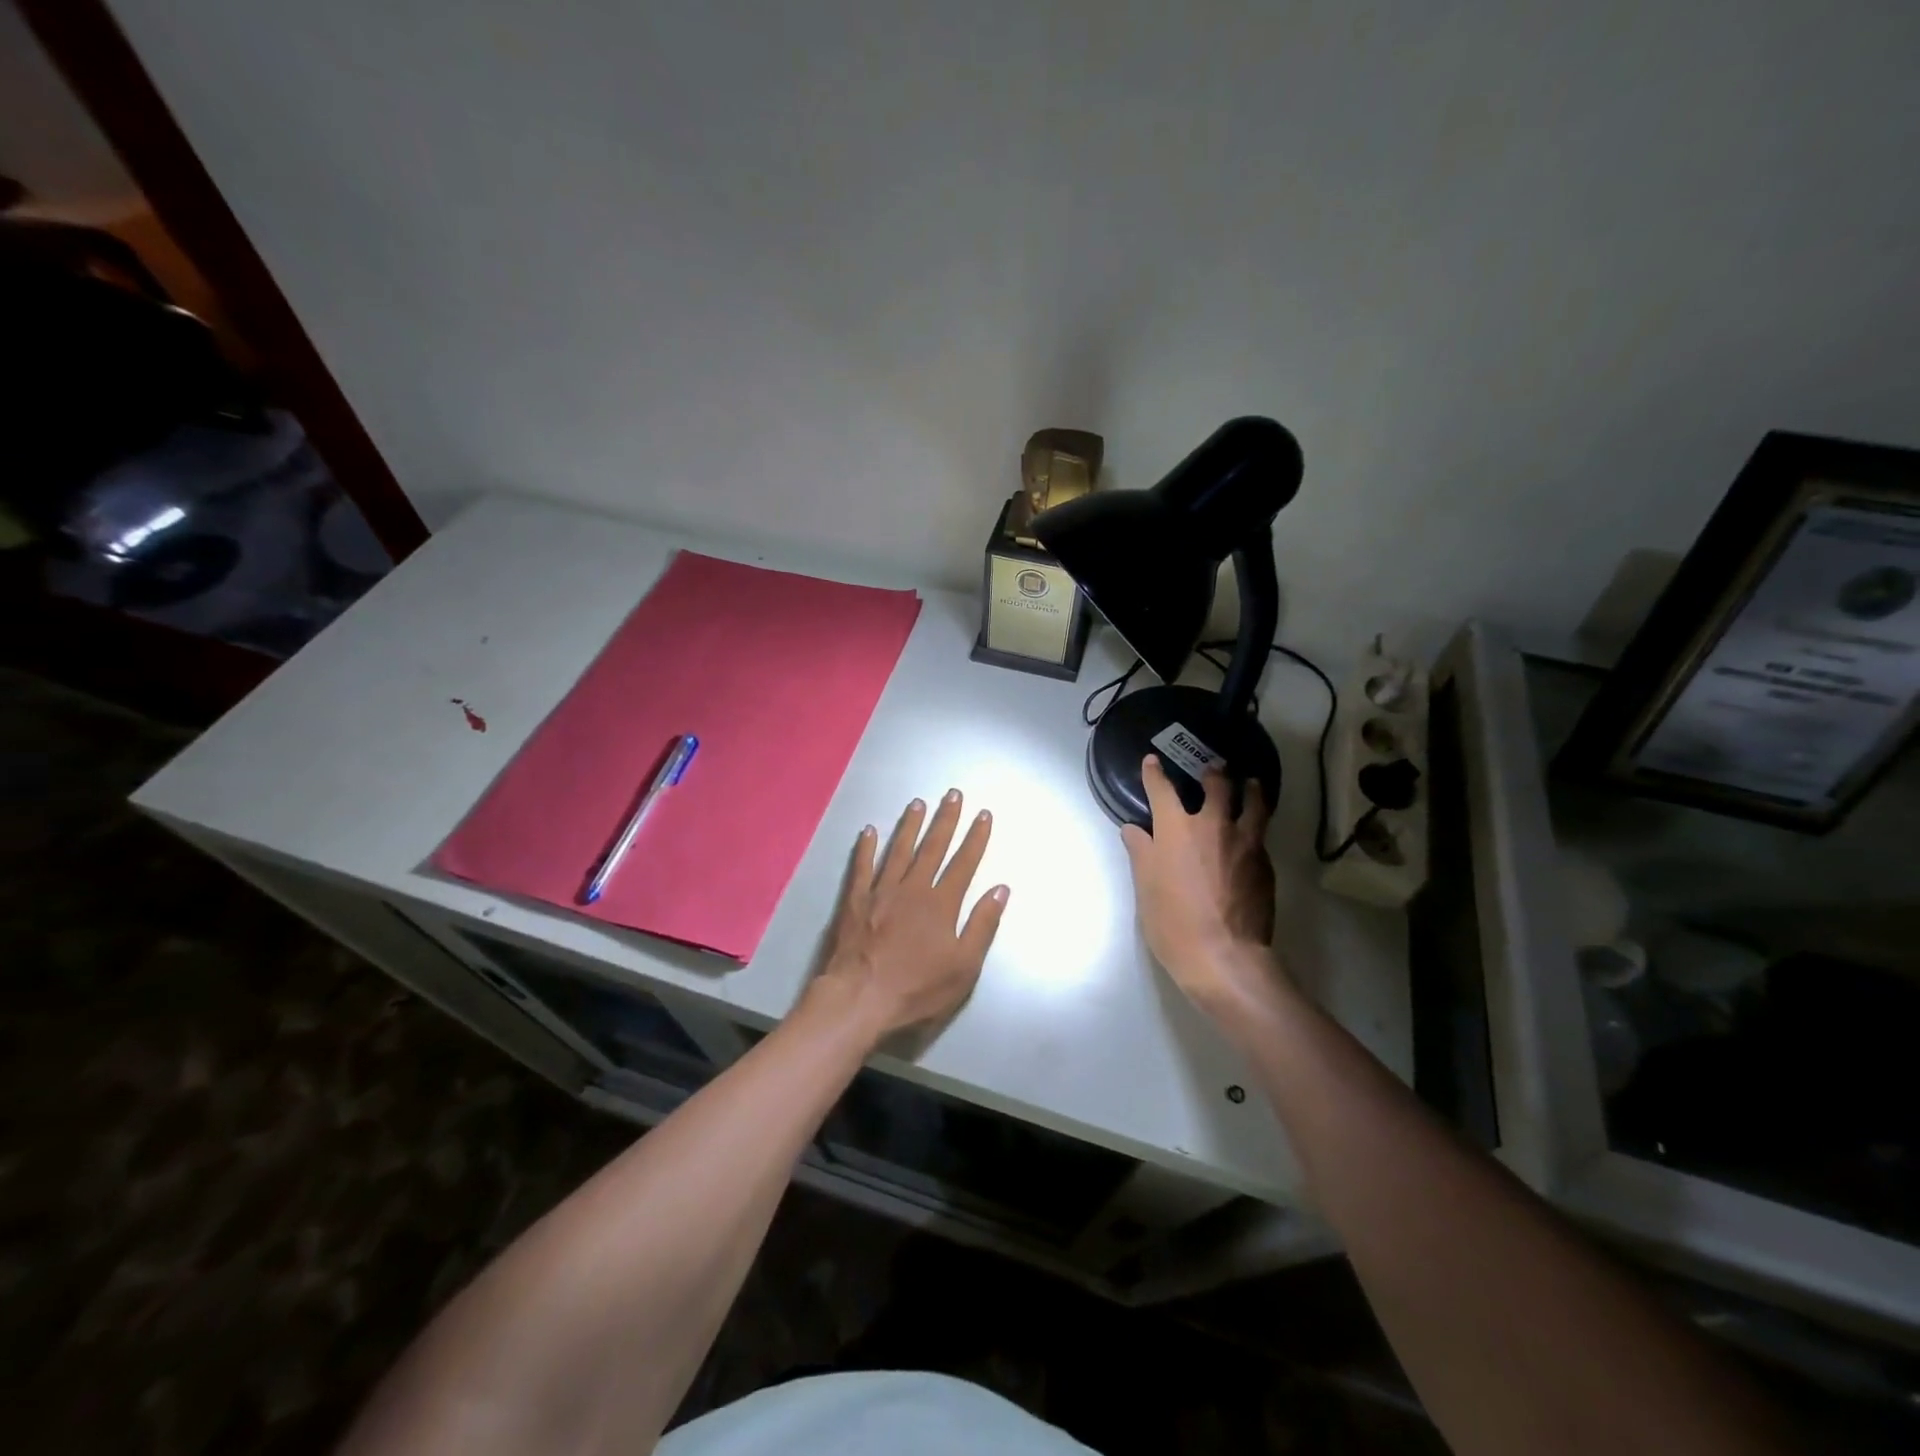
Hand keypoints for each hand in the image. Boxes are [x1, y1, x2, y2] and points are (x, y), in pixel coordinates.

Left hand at [811, 789, 1009, 1041]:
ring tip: (918, 803)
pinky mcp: (855, 901)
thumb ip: (982, 925)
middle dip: (946, 819)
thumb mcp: (963, 967)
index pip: (964, 863)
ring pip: (898, 850)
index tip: (983, 814)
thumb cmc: (917, 988)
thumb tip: (1000, 889)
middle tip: (953, 794)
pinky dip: (866, 848)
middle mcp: (912, 889)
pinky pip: (862, 867)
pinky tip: (868, 831)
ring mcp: (881, 892)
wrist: (860, 998)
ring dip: (910, 826)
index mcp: (941, 904)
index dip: (976, 838)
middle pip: (932, 848)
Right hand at [1122, 756, 1280, 1018]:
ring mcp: (1245, 843)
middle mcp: (1213, 826)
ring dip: (1250, 789)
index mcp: (1176, 830)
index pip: (1162, 790)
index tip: (1152, 761)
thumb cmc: (1173, 922)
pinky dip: (1257, 824)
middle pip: (1217, 786)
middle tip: (1215, 766)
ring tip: (1251, 783)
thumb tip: (1134, 830)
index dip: (1155, 773)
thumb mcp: (1145, 888)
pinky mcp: (1265, 864)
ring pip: (1253, 803)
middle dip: (1214, 773)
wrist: (1224, 957)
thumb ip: (1141, 853)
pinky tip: (1255, 832)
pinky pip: (1261, 834)